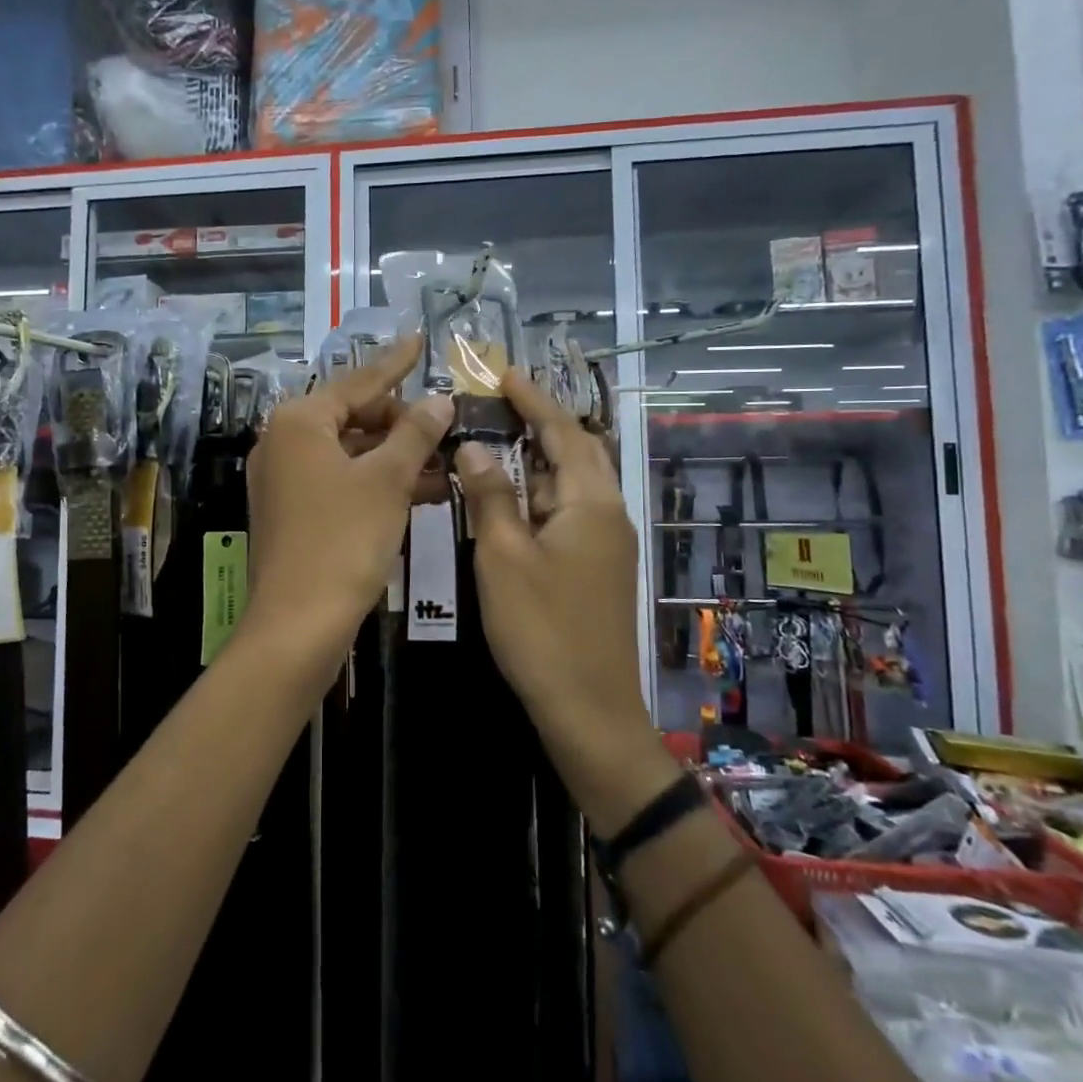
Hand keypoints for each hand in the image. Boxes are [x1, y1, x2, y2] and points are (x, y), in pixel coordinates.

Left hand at [243, 335, 452, 676]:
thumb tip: (439, 400)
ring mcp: (284, 479)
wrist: (297, 624)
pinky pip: (341, 482)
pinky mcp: (292, 512)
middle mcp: (283, 442)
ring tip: (446, 462)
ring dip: (396, 457)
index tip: (421, 341)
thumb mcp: (387, 481)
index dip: (396, 363)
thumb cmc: (343, 540)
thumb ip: (415, 434)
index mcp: (299, 421)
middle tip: (446, 426)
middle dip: (402, 423)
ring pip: (350, 453)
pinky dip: (377, 483)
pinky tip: (422, 492)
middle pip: (352, 416)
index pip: (359, 382)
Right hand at [455, 372, 673, 834]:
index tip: (503, 373)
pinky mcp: (597, 569)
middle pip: (577, 452)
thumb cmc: (542, 628)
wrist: (589, 708)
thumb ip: (491, 497)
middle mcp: (607, 514)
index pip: (563, 432)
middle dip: (541, 423)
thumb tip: (475, 447)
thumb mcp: (504, 557)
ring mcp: (606, 544)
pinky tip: (512, 501)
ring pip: (572, 485)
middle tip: (500, 403)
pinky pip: (569, 513)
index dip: (533, 399)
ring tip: (498, 442)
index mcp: (591, 503)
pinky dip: (541, 495)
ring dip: (539, 460)